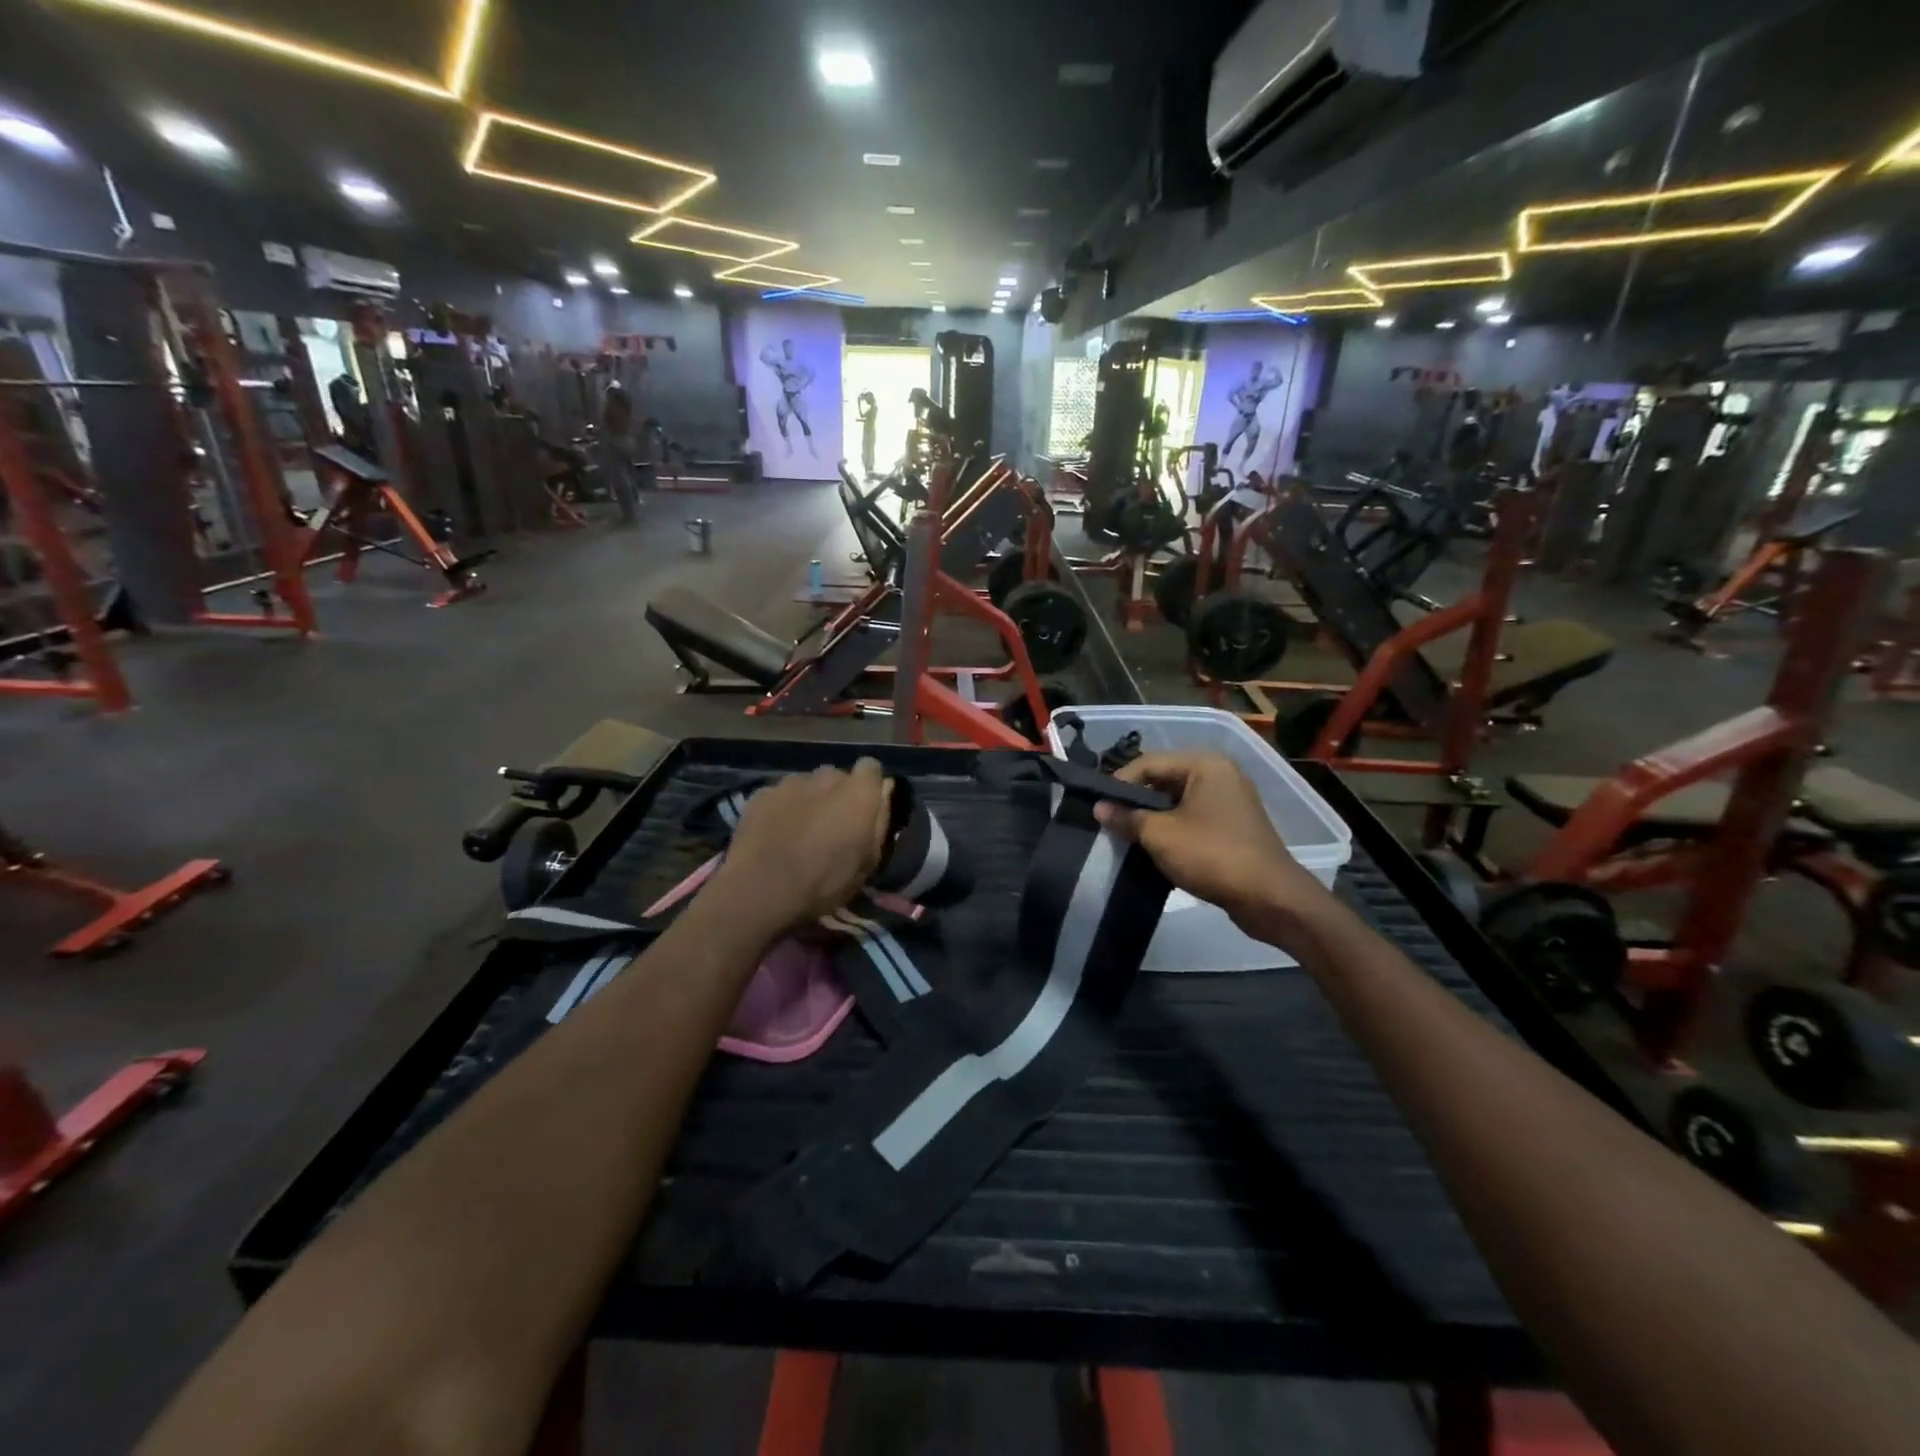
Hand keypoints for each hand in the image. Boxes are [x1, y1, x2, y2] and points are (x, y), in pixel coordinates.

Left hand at [709, 759, 893, 934]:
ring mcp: (790, 782)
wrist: (759, 890)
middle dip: (837, 794)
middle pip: (837, 776)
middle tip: (830, 826)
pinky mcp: (761, 793)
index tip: (865, 809)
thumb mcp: (868, 863)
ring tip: (799, 832)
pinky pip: (779, 795)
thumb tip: (884, 793)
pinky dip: (781, 809)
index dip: (869, 786)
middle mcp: (826, 777)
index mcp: (858, 792)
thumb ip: (880, 821)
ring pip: (806, 784)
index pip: (871, 767)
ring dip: (808, 800)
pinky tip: (774, 835)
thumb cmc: (824, 882)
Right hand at [1093, 753, 1329, 931]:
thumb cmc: (1212, 855)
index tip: (1098, 808)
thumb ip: (1127, 818)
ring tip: (1127, 837)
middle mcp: (1219, 774)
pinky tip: (1153, 848)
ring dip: (1152, 818)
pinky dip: (1172, 830)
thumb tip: (1099, 808)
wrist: (1270, 898)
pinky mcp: (1233, 826)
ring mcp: (1229, 801)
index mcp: (1205, 764)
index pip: (1149, 763)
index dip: (1119, 783)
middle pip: (1163, 780)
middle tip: (1110, 822)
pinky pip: (1192, 818)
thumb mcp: (1160, 835)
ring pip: (1177, 802)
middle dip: (1136, 802)